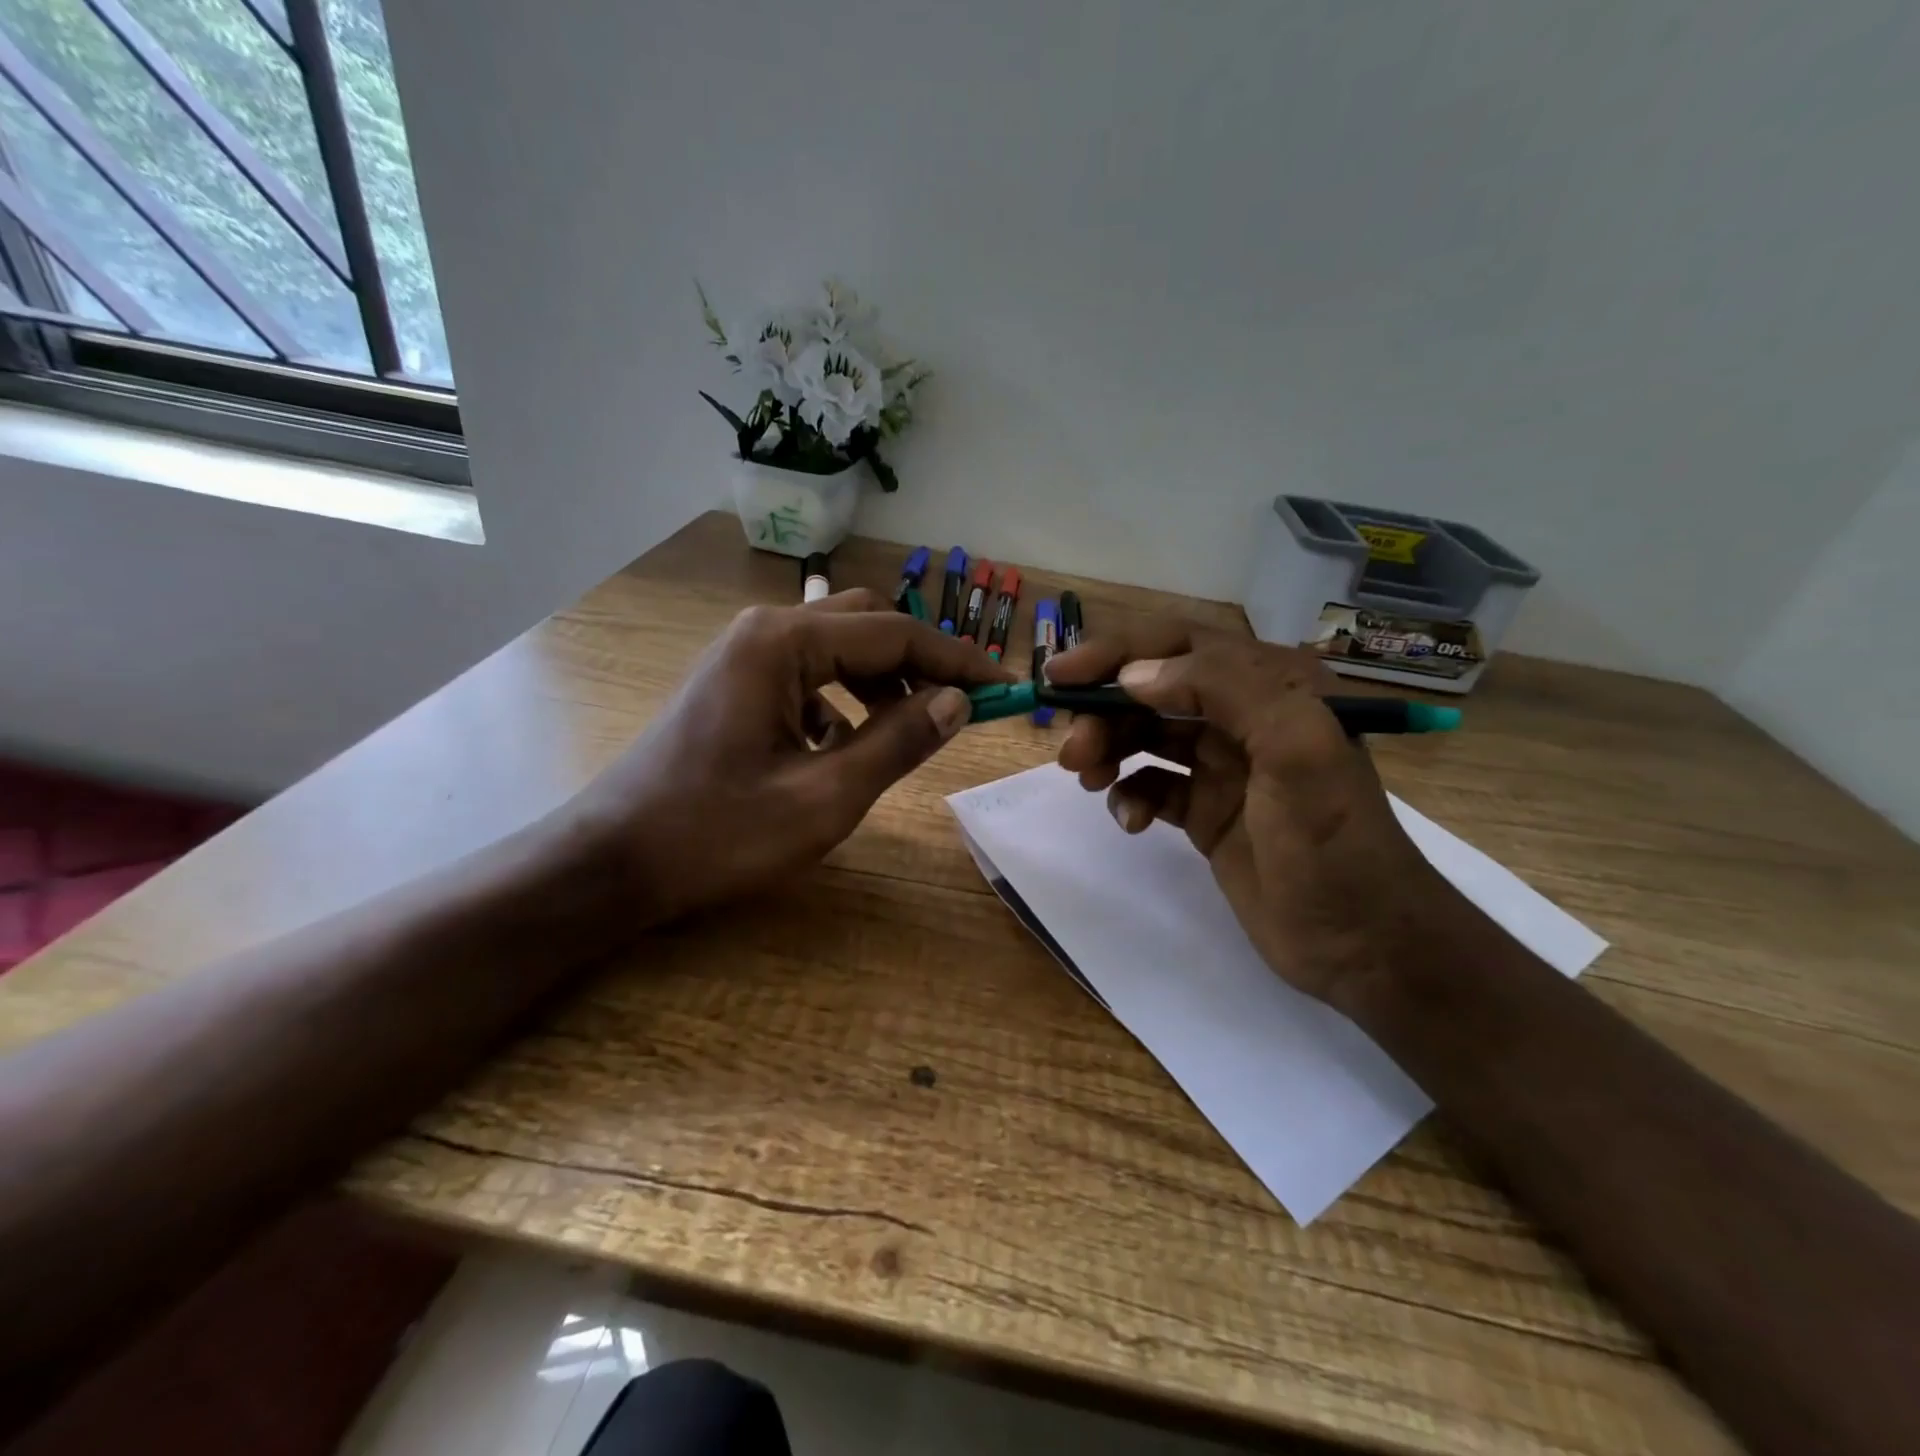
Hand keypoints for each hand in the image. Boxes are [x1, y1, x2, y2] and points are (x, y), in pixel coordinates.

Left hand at [570, 589, 1009, 925]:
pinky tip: (843, 746)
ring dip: (883, 681)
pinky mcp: (736, 683)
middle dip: (920, 663)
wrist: (612, 861)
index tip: (1004, 688)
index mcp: (785, 642)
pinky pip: (809, 674)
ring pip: (839, 648)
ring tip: (909, 730)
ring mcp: (745, 654)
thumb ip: (898, 743)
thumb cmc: (717, 833)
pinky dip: (844, 699)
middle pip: (867, 625)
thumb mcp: (824, 798)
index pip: (895, 634)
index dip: (957, 660)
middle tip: (959, 709)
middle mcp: (765, 630)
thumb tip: (958, 702)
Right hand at [1045, 622, 1461, 1008]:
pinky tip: (1132, 823)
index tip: (1062, 676)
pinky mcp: (1206, 810)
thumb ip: (1225, 689)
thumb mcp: (1297, 748)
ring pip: (1145, 736)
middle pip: (1152, 691)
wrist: (1363, 944)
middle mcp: (1244, 716)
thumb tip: (1134, 677)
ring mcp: (1223, 766)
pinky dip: (1130, 796)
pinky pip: (1151, 785)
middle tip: (1072, 752)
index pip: (1180, 644)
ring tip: (1087, 779)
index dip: (1117, 652)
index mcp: (1272, 685)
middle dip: (1105, 712)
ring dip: (1108, 750)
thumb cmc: (1334, 843)